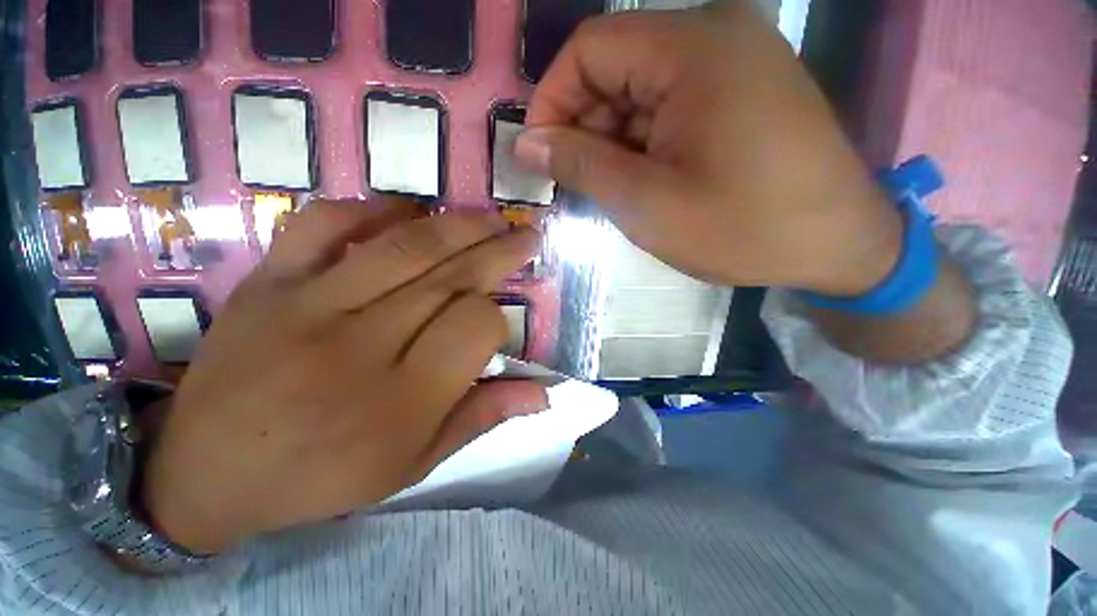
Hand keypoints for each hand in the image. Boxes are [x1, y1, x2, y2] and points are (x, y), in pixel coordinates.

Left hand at [143, 201, 546, 554]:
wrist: (204, 473)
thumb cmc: (322, 476)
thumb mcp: (415, 463)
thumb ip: (482, 418)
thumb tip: (544, 394)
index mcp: (401, 399)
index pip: (476, 326)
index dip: (497, 318)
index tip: (496, 322)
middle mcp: (361, 345)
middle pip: (450, 277)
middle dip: (499, 250)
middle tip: (526, 234)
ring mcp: (308, 305)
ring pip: (404, 245)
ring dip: (458, 225)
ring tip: (490, 217)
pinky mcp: (268, 282)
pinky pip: (324, 224)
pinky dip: (373, 208)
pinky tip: (407, 211)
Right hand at [518, 3, 902, 295]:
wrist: (837, 245)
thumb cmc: (741, 229)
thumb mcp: (646, 202)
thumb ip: (581, 165)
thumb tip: (527, 143)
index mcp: (694, 49)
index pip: (591, 48)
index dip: (552, 99)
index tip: (539, 154)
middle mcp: (716, 35)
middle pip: (616, 66)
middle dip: (584, 126)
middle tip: (575, 182)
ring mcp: (734, 61)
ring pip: (640, 89)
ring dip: (613, 139)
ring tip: (611, 189)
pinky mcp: (741, 90)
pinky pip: (669, 104)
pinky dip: (643, 140)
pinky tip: (644, 178)